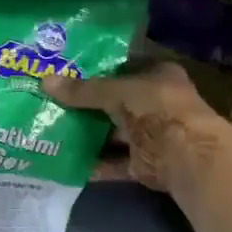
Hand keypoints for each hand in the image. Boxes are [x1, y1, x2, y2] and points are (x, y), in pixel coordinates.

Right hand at [39, 61, 231, 195]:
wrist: (186, 155)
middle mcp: (157, 103)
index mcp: (158, 75)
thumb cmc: (156, 108)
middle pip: (117, 101)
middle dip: (88, 105)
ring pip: (115, 133)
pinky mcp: (146, 163)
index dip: (97, 69)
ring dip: (90, 135)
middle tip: (52, 101)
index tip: (67, 73)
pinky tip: (68, 162)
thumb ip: (82, 90)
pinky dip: (96, 163)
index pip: (124, 67)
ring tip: (53, 130)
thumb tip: (45, 81)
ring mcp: (152, 135)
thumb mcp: (116, 92)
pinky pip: (115, 162)